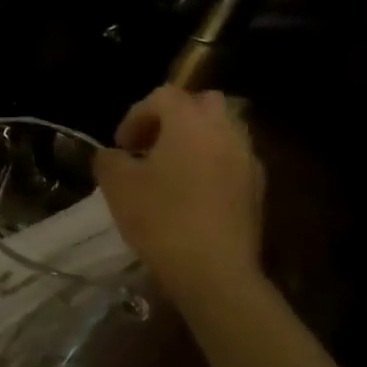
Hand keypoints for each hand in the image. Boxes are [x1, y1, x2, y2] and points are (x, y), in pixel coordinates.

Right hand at [94, 86, 264, 306]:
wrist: (213, 270)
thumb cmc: (160, 217)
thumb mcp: (116, 184)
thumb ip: (109, 159)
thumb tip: (114, 155)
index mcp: (191, 123)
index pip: (163, 96)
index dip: (136, 115)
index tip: (121, 145)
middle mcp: (226, 133)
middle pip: (203, 103)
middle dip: (174, 117)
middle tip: (150, 145)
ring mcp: (248, 161)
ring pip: (222, 131)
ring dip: (195, 140)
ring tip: (169, 171)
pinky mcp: (257, 189)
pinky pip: (232, 160)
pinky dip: (211, 164)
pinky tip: (190, 194)